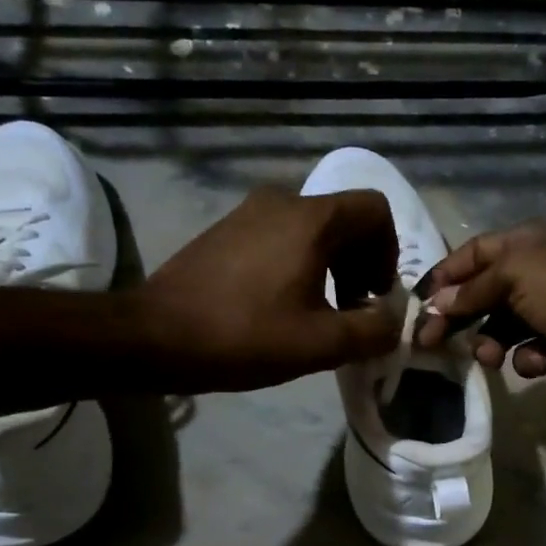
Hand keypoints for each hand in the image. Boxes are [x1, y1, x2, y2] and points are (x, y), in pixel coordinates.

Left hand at [138, 186, 399, 391]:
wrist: (153, 336)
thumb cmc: (243, 335)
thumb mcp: (320, 344)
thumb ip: (371, 331)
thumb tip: (392, 322)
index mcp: (310, 220)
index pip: (375, 209)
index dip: (389, 252)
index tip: (374, 293)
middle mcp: (282, 202)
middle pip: (346, 218)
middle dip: (362, 261)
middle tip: (353, 308)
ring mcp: (249, 212)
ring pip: (313, 228)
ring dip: (332, 264)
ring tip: (321, 310)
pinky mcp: (227, 229)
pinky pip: (282, 235)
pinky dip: (300, 261)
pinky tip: (283, 304)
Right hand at [416, 219, 545, 382]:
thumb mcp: (513, 278)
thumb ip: (471, 290)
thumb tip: (436, 303)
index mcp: (527, 242)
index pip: (472, 253)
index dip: (444, 276)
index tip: (419, 306)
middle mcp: (538, 271)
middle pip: (484, 293)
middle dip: (460, 317)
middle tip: (432, 344)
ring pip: (504, 327)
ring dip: (490, 342)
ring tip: (489, 358)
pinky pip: (533, 351)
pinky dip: (529, 358)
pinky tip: (535, 363)